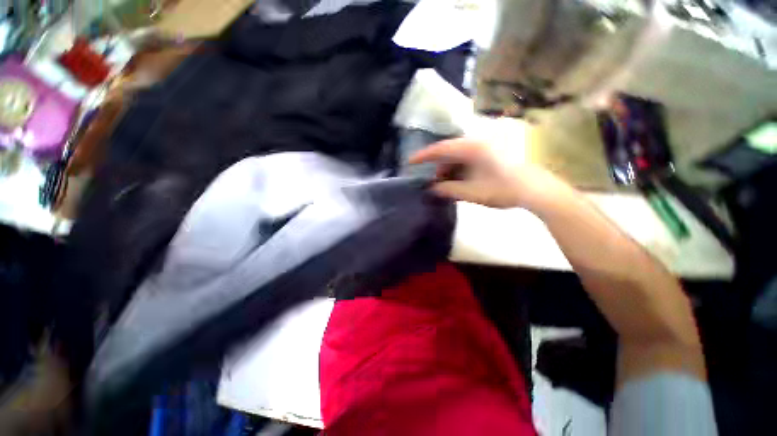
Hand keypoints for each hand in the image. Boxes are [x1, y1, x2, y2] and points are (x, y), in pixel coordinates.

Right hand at [409, 138, 568, 209]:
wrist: (535, 190)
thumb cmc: (503, 190)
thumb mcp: (471, 193)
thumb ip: (448, 190)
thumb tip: (431, 189)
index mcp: (472, 148)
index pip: (441, 148)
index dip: (424, 155)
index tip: (410, 162)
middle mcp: (477, 143)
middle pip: (449, 152)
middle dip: (438, 167)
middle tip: (431, 182)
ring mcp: (485, 147)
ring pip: (458, 156)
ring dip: (449, 170)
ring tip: (444, 185)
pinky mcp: (490, 154)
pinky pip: (467, 159)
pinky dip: (459, 170)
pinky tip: (457, 182)